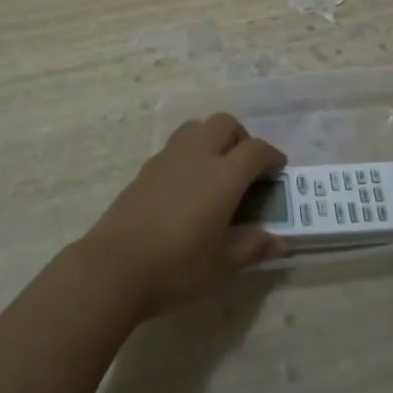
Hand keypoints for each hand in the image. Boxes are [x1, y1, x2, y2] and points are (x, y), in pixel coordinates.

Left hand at [81, 114, 287, 318]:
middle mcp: (196, 157)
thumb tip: (279, 242)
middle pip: (224, 124)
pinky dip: (188, 154)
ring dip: (211, 138)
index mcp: (223, 176)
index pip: (256, 150)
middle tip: (245, 168)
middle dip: (241, 138)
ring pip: (195, 128)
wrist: (114, 268)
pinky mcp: (144, 170)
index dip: (272, 156)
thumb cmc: (177, 267)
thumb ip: (253, 247)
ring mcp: (166, 160)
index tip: (278, 170)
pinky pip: (174, 147)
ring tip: (215, 170)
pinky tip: (186, 187)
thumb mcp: (224, 265)